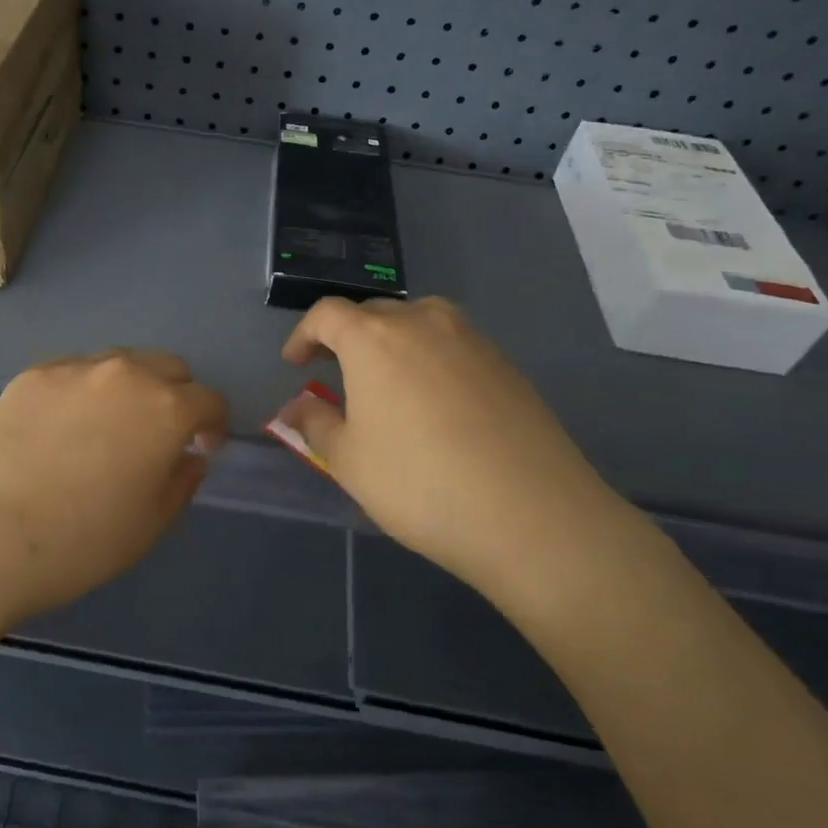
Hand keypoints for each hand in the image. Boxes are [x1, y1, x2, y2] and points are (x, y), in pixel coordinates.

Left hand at [0, 351, 228, 632]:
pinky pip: (75, 372)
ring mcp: (74, 368)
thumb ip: (183, 481)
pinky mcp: (32, 374)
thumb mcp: (151, 524)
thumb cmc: (81, 542)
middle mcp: (125, 374)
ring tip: (108, 427)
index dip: (213, 425)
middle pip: (168, 367)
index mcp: (166, 408)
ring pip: (121, 363)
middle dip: (176, 396)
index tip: (200, 449)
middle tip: (158, 435)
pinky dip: (84, 391)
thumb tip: (190, 455)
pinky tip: (62, 429)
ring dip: (131, 387)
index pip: (209, 399)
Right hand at [278, 297, 625, 583]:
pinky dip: (430, 358)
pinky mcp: (505, 363)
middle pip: (373, 313)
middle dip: (346, 337)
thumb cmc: (420, 483)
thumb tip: (296, 407)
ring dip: (391, 342)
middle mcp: (422, 322)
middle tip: (335, 374)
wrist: (531, 514)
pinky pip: (452, 345)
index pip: (327, 314)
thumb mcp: (348, 460)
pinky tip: (434, 402)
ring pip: (417, 322)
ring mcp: (471, 339)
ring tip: (386, 381)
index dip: (304, 335)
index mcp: (374, 338)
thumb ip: (315, 423)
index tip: (295, 364)